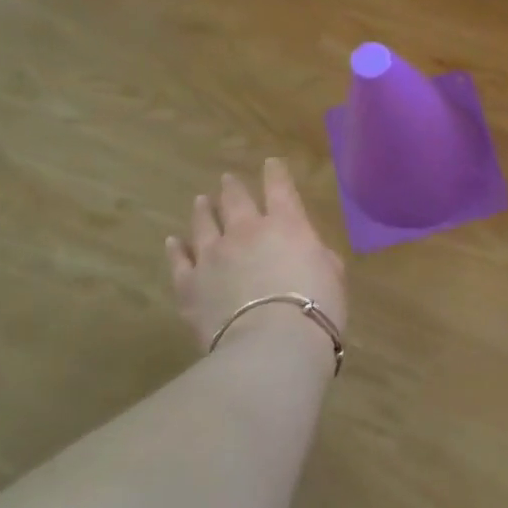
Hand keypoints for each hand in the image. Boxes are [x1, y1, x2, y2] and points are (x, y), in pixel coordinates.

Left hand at [167, 158, 346, 352]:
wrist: (272, 345)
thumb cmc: (316, 307)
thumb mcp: (333, 276)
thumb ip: (318, 257)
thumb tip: (309, 254)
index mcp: (287, 225)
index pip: (280, 189)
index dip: (275, 174)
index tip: (271, 163)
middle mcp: (246, 231)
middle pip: (236, 200)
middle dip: (233, 188)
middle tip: (228, 179)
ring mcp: (212, 256)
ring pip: (203, 223)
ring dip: (203, 210)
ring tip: (201, 200)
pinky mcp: (189, 284)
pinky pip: (179, 260)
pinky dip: (176, 249)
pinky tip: (173, 242)